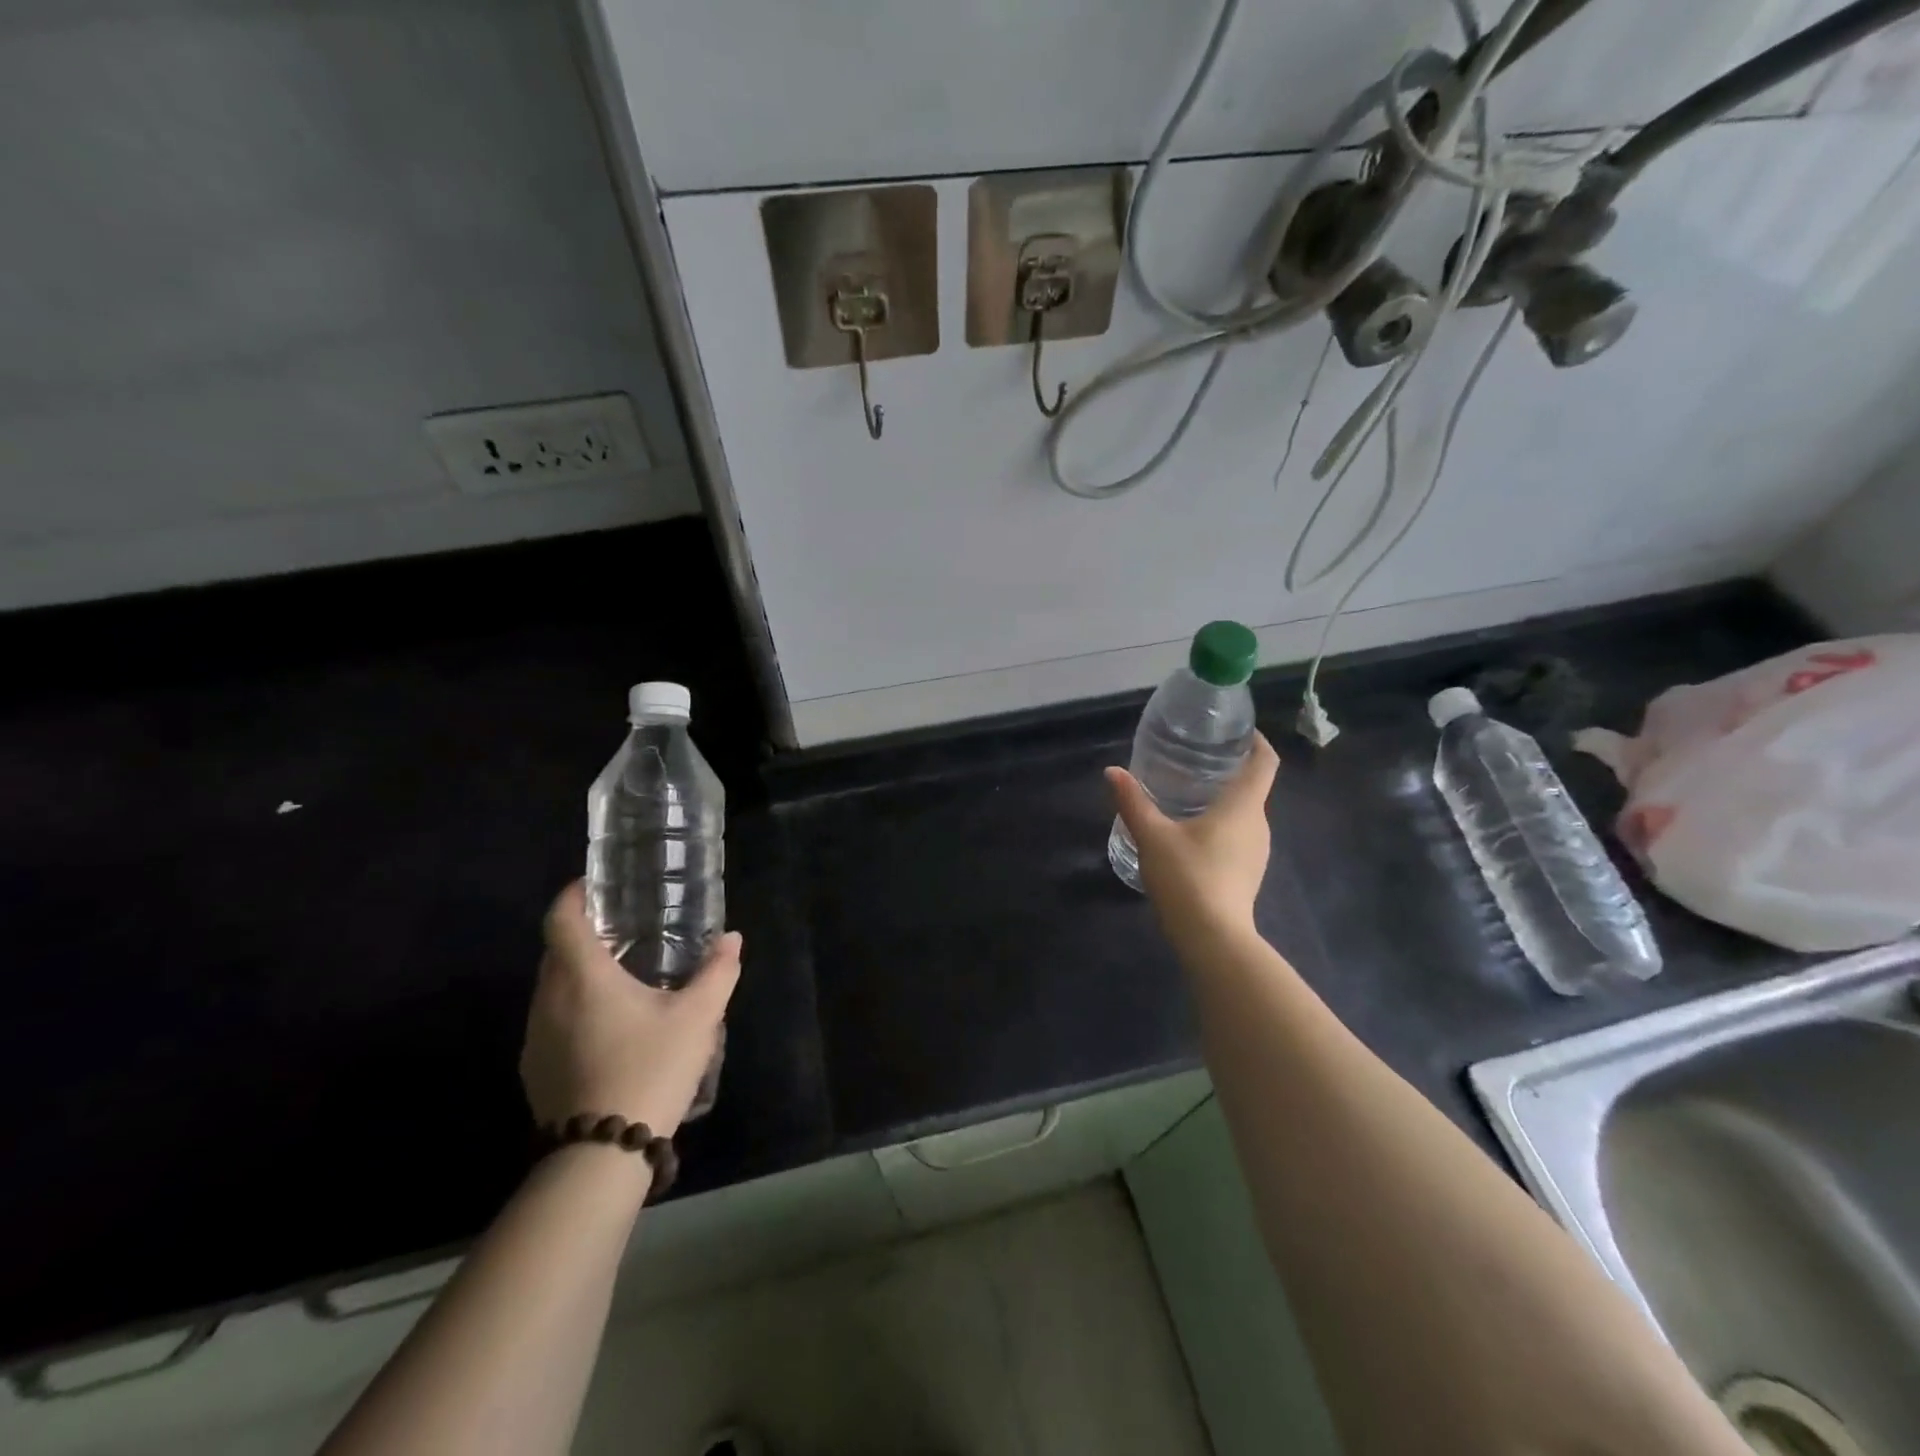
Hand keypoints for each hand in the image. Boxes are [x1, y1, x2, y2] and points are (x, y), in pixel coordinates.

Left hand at [521, 883, 741, 1139]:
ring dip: (578, 974)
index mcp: (583, 977)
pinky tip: (608, 1029)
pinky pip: (551, 1020)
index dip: (573, 895)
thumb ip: (717, 973)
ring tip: (620, 979)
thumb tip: (732, 939)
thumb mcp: (697, 1018)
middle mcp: (548, 999)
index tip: (595, 886)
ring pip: (551, 988)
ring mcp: (535, 1037)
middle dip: (583, 934)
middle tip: (624, 932)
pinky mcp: (534, 1069)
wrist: (601, 1155)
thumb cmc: (650, 1068)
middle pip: (555, 951)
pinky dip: (573, 1009)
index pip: (561, 919)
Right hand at [1106, 733, 1279, 945]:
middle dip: (1230, 771)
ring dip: (1224, 801)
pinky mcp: (1248, 873)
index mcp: (1243, 806)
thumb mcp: (1153, 836)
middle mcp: (1258, 824)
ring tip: (1189, 793)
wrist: (1213, 939)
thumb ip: (1133, 802)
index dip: (1257, 742)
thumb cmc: (1188, 877)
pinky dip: (1222, 825)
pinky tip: (1192, 833)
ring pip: (1245, 815)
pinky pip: (1239, 837)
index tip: (1239, 731)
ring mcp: (1257, 852)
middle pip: (1253, 788)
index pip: (1265, 763)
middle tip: (1196, 760)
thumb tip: (1112, 771)